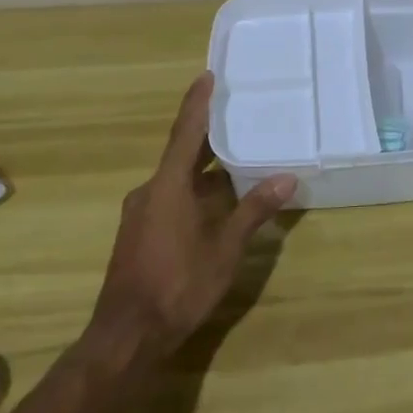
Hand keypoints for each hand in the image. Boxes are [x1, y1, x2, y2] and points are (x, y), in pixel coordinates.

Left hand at [86, 73, 294, 358]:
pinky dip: (194, 193)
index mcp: (168, 186)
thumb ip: (254, 211)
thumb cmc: (178, 285)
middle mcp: (150, 191)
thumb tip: (286, 178)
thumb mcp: (224, 249)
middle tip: (238, 117)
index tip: (206, 75)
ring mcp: (140, 214)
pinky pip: (170, 198)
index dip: (197, 103)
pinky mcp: (138, 234)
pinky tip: (217, 204)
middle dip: (209, 138)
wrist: (127, 336)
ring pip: (177, 180)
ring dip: (205, 171)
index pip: (185, 132)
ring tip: (238, 161)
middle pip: (182, 154)